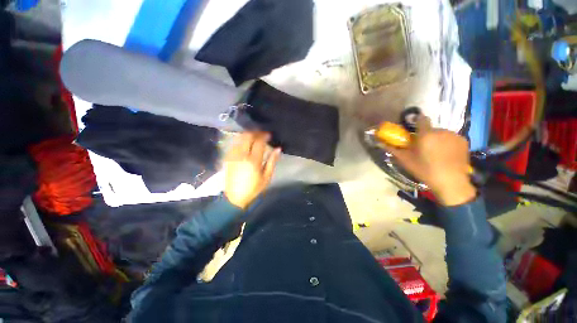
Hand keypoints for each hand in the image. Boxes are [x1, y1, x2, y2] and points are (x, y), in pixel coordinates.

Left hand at [224, 132, 280, 208]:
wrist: (235, 197)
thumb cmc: (254, 188)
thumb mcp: (267, 177)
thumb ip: (272, 161)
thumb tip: (278, 149)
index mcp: (253, 160)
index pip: (259, 142)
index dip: (264, 136)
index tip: (269, 134)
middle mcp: (242, 155)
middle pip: (248, 136)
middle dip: (255, 132)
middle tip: (262, 134)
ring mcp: (233, 156)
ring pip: (240, 138)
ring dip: (248, 135)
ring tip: (254, 136)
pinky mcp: (228, 158)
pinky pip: (235, 144)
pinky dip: (241, 140)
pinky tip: (246, 143)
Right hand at [385, 115, 475, 205]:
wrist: (450, 182)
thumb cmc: (424, 170)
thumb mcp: (405, 160)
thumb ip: (393, 149)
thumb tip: (380, 143)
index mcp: (426, 134)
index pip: (422, 119)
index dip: (417, 122)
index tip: (414, 131)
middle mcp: (441, 131)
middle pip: (431, 129)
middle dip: (426, 135)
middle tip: (423, 148)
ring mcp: (454, 135)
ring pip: (442, 133)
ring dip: (437, 139)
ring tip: (436, 152)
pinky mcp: (464, 141)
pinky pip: (451, 138)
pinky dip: (447, 143)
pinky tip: (446, 154)